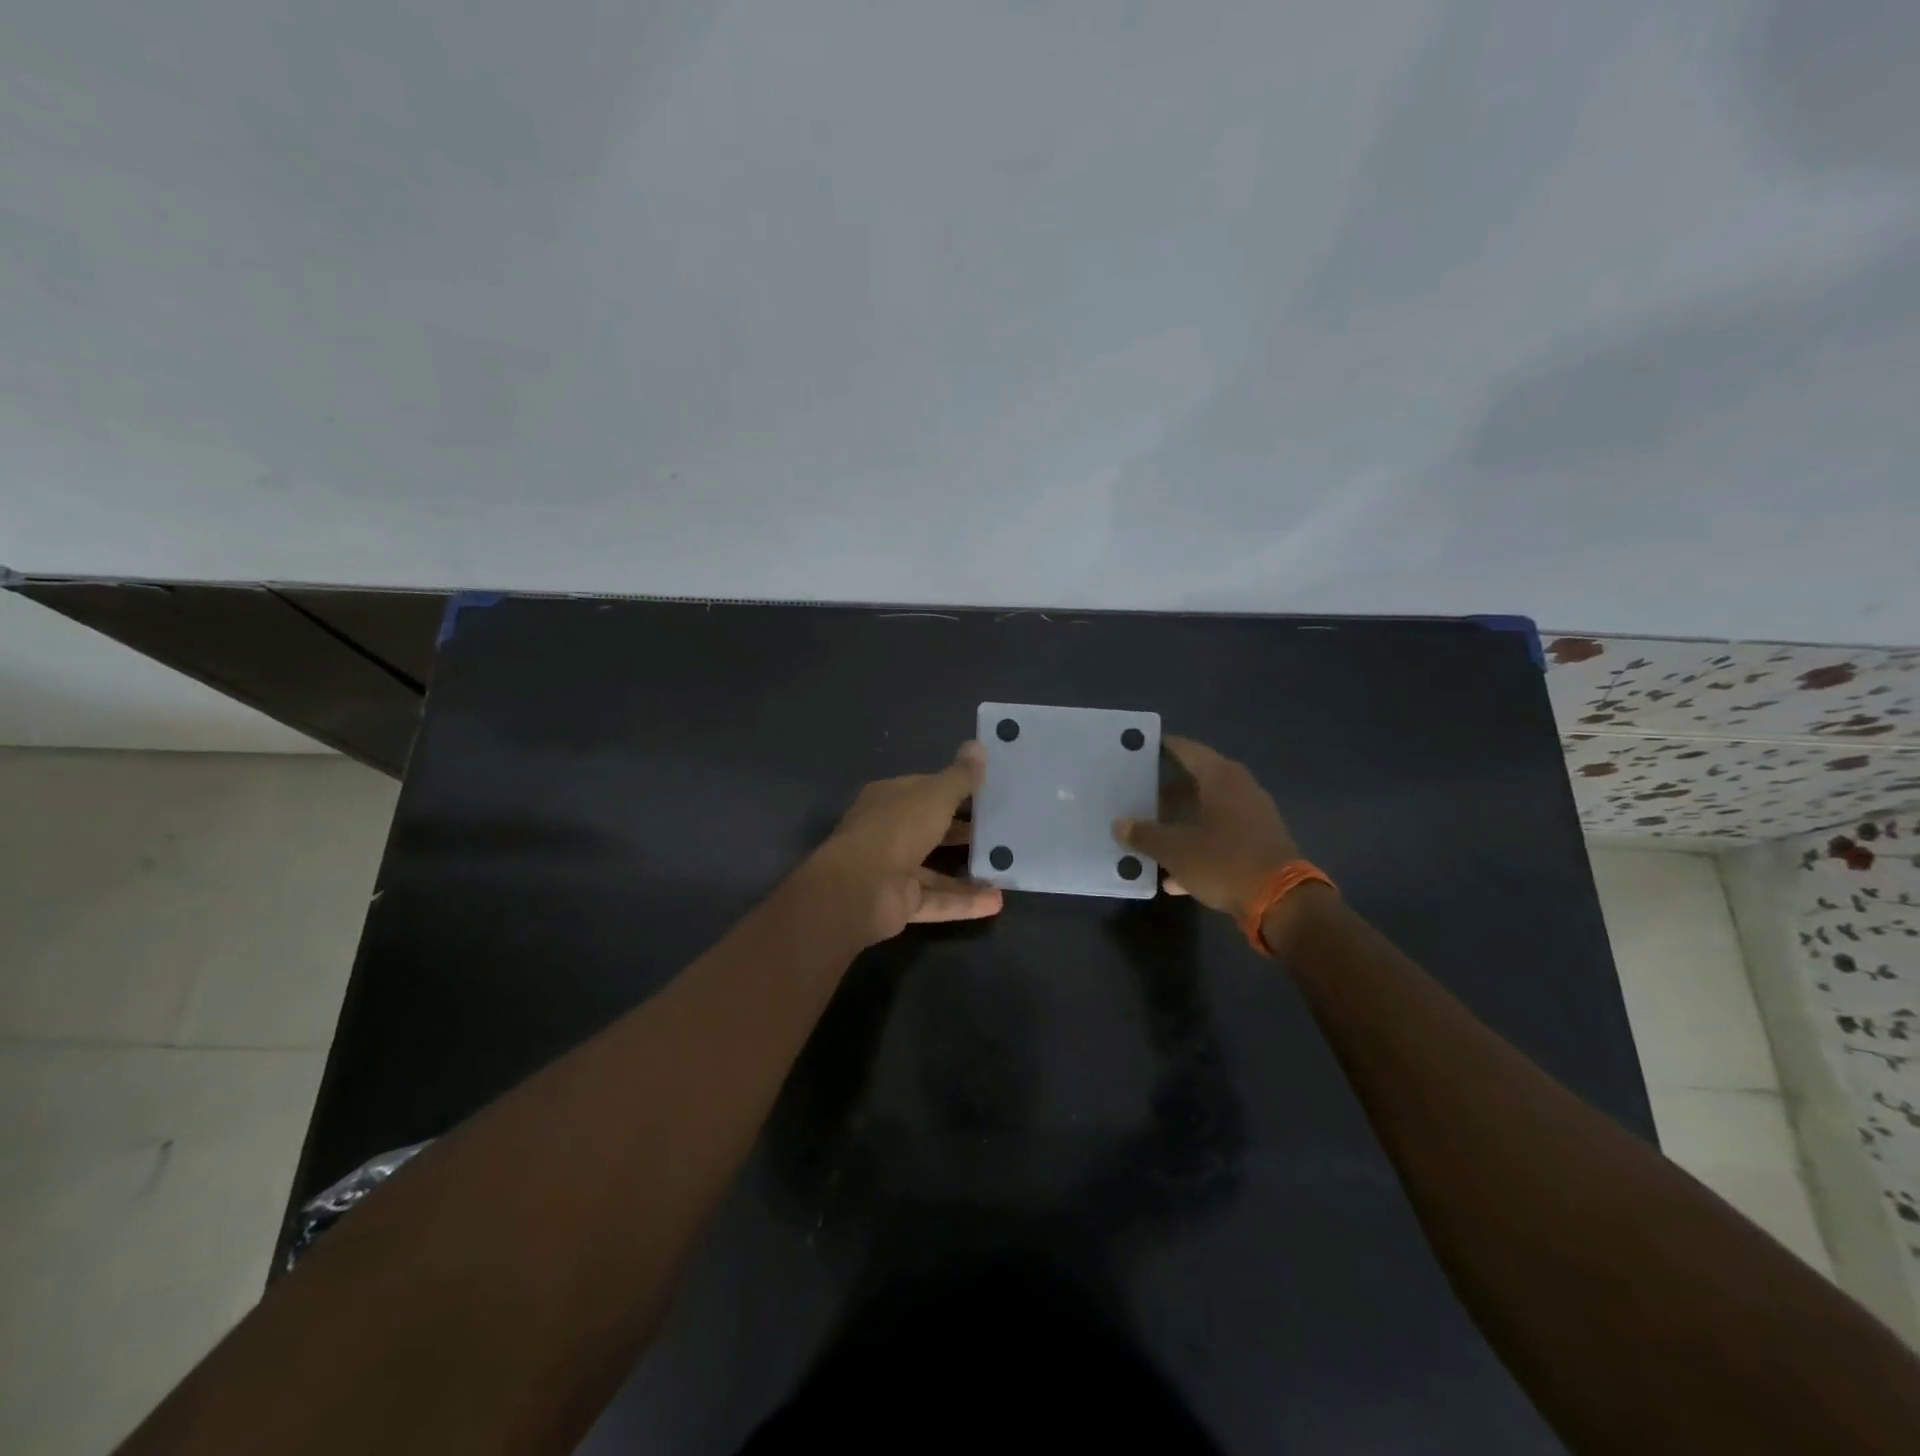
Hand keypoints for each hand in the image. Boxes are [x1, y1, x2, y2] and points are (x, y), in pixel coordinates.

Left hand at [806, 742, 1003, 945]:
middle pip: (930, 829)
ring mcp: (892, 869)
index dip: (953, 789)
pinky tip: (997, 901)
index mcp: (889, 799)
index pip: (924, 789)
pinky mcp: (900, 902)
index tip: (987, 792)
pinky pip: (937, 900)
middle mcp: (888, 832)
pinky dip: (964, 902)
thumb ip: (960, 776)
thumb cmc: (897, 829)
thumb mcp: (936, 795)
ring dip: (968, 872)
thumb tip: (978, 745)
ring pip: (935, 870)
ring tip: (1004, 869)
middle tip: (1002, 832)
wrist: (860, 889)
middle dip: (963, 832)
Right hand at [1113, 736, 1304, 916]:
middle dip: (1166, 791)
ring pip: (1207, 811)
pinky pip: (1220, 837)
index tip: (1139, 749)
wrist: (1283, 902)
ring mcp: (1253, 817)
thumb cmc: (1224, 861)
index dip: (1162, 747)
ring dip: (1180, 821)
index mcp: (1220, 778)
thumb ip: (1144, 834)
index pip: (1186, 750)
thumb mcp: (1175, 849)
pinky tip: (1173, 875)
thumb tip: (1119, 824)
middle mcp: (1240, 789)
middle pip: (1196, 781)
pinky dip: (1197, 847)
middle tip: (1137, 796)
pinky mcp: (1258, 844)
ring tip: (1150, 833)